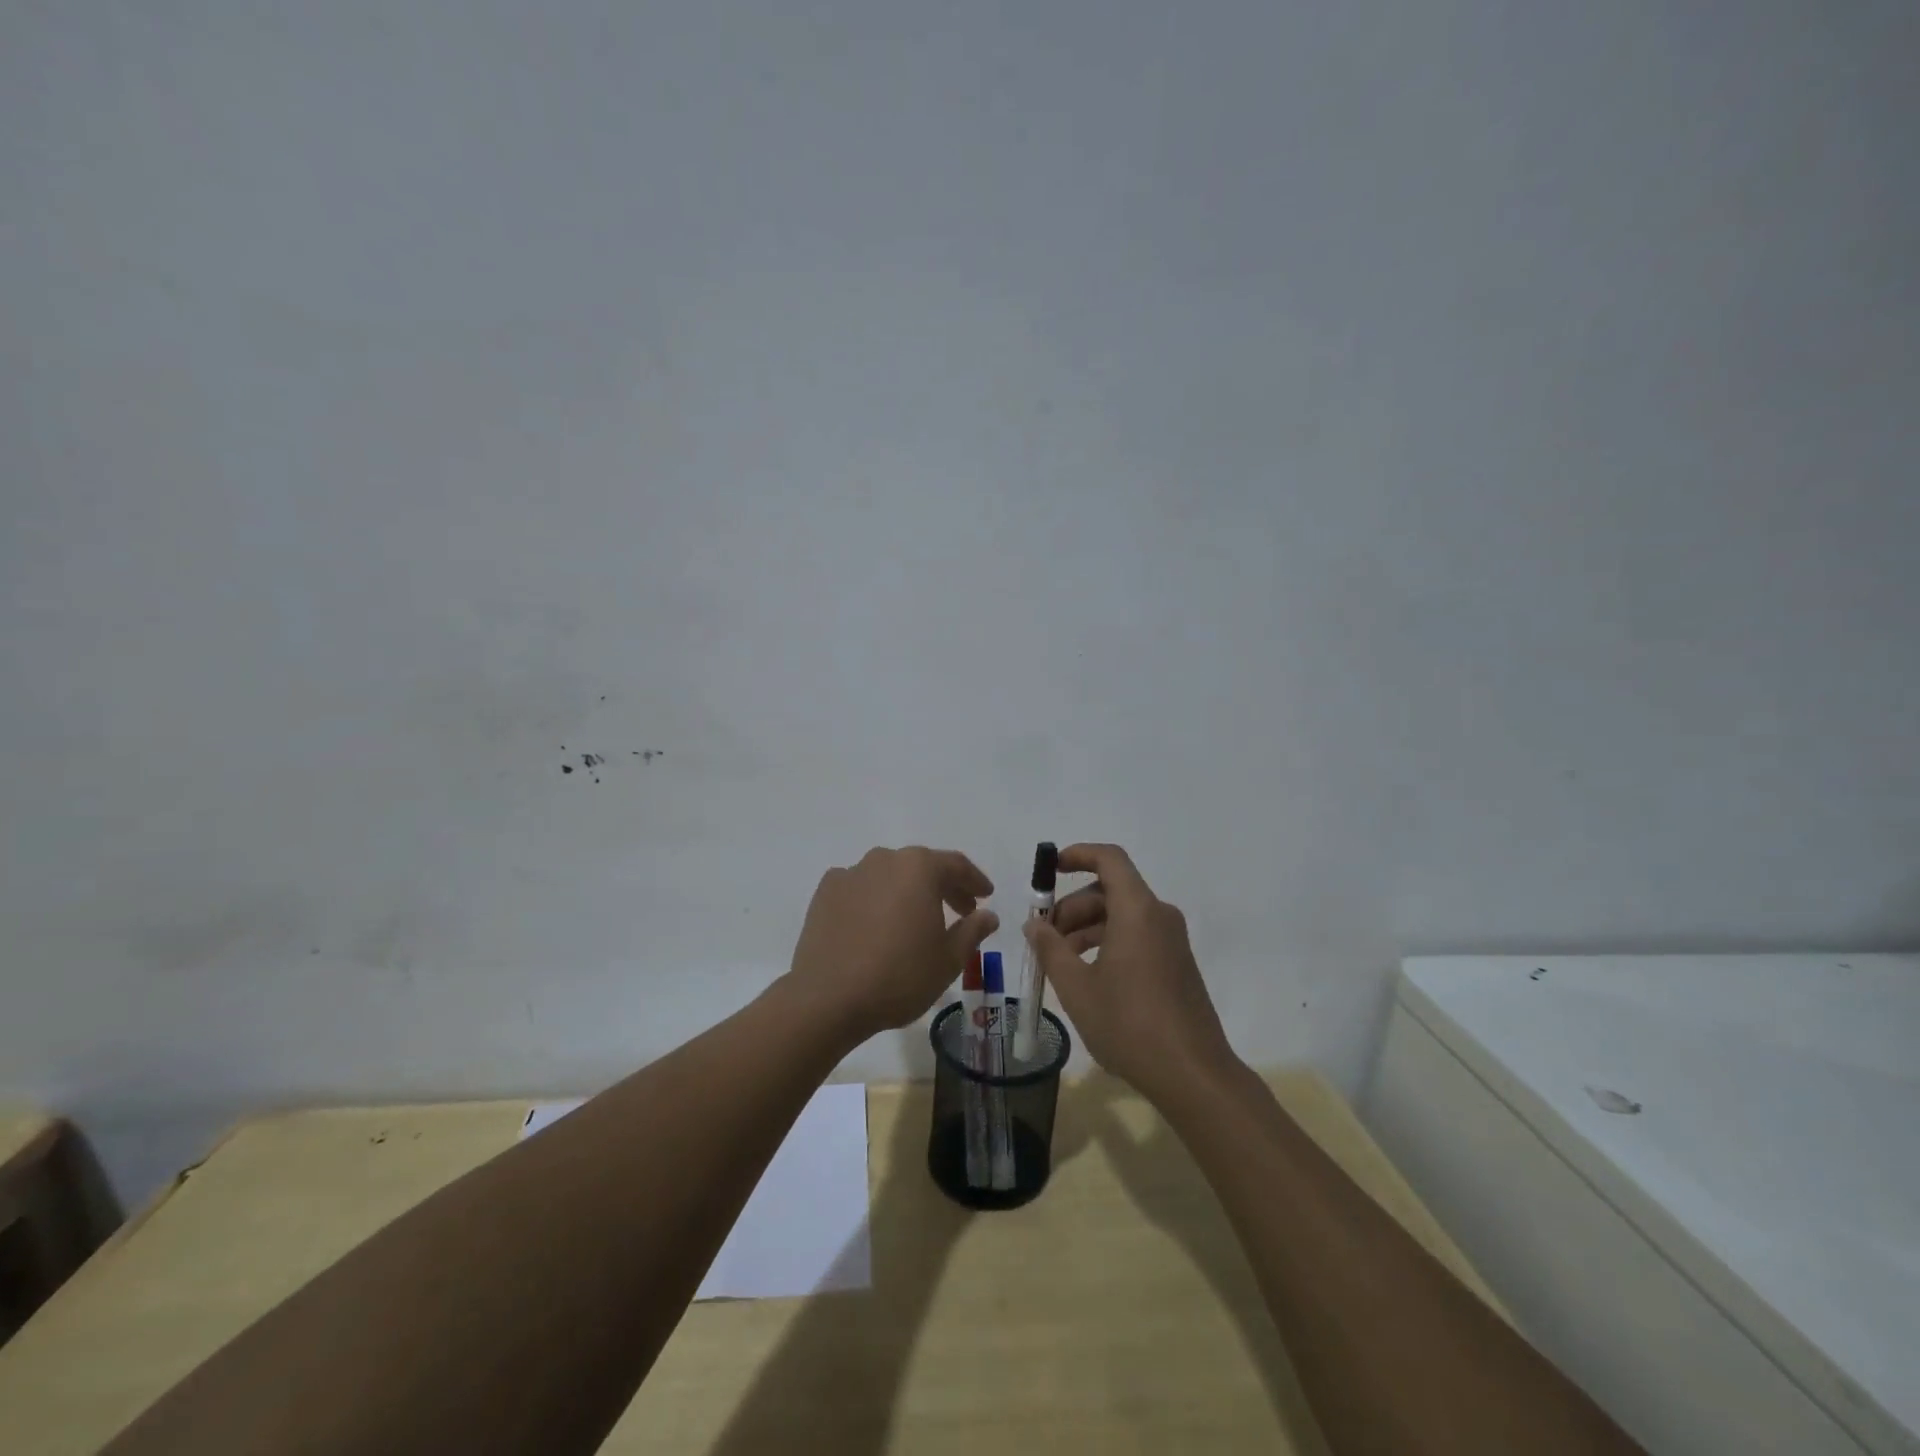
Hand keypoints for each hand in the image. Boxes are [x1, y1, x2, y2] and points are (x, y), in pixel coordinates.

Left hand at [788, 846, 998, 1042]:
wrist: (828, 998)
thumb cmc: (899, 976)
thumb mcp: (949, 959)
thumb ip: (972, 931)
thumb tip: (988, 915)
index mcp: (919, 868)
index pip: (956, 865)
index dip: (975, 881)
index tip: (986, 896)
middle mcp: (884, 859)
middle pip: (921, 867)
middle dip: (944, 887)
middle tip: (960, 911)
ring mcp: (850, 873)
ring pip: (889, 876)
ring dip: (907, 892)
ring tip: (917, 920)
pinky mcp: (825, 893)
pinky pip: (860, 889)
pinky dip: (875, 900)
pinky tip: (877, 925)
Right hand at [1025, 843, 1236, 1107]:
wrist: (1193, 1075)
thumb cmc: (1129, 1024)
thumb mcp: (1077, 988)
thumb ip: (1051, 949)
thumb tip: (1035, 924)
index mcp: (1137, 911)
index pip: (1109, 859)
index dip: (1078, 855)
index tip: (1050, 869)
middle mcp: (1159, 916)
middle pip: (1111, 890)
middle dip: (1072, 906)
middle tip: (1044, 937)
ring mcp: (1171, 941)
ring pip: (1122, 916)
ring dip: (1087, 928)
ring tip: (1059, 962)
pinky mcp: (1176, 964)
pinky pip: (1137, 936)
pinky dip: (1108, 943)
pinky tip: (1087, 977)